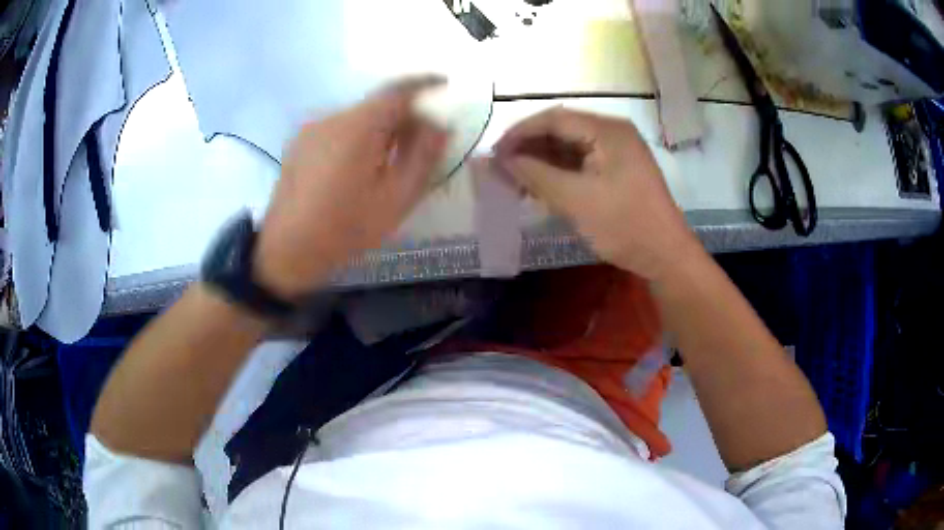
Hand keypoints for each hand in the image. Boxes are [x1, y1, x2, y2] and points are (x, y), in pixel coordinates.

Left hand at [255, 79, 447, 297]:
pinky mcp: (298, 143)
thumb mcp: (396, 199)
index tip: (445, 84)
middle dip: (403, 114)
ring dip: (379, 128)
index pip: (397, 90)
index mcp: (356, 128)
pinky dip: (357, 136)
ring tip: (390, 158)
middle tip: (421, 139)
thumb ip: (423, 157)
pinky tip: (358, 166)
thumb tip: (439, 126)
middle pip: (376, 104)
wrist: (286, 251)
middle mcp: (330, 118)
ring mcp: (310, 129)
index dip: (425, 84)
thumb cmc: (345, 229)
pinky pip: (337, 129)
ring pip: (356, 117)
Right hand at [494, 107, 699, 280]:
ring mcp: (616, 152)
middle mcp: (612, 133)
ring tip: (513, 180)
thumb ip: (534, 174)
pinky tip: (538, 186)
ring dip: (541, 161)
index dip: (520, 133)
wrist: (665, 256)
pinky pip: (580, 163)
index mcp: (607, 130)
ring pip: (569, 147)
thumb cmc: (624, 224)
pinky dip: (558, 173)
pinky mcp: (617, 171)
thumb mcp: (575, 199)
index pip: (554, 119)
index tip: (493, 153)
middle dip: (529, 148)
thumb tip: (499, 160)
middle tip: (500, 168)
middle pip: (561, 130)